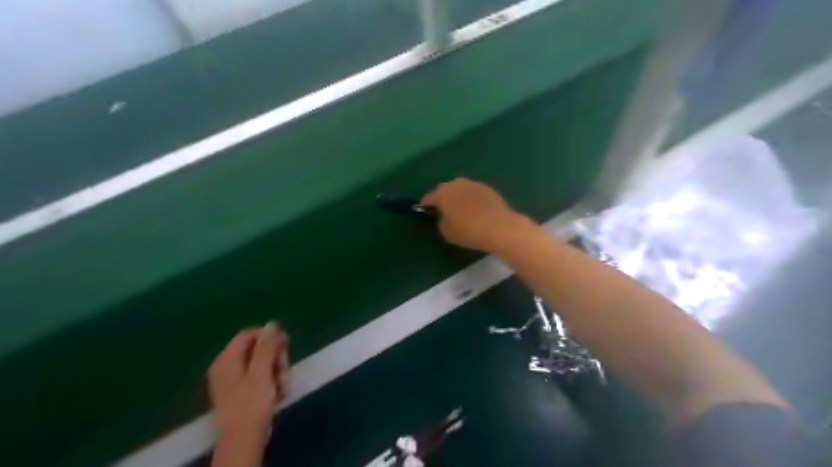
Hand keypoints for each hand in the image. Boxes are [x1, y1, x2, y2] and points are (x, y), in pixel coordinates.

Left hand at [209, 324, 290, 436]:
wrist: (244, 439)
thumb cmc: (252, 404)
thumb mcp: (262, 372)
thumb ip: (267, 346)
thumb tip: (272, 323)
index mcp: (227, 359)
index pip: (250, 334)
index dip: (270, 337)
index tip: (285, 346)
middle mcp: (227, 365)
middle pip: (257, 347)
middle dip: (275, 355)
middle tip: (284, 368)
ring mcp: (234, 378)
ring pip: (262, 361)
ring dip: (277, 369)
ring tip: (283, 383)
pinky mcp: (243, 390)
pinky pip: (261, 374)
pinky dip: (272, 379)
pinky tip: (279, 390)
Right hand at [421, 176, 528, 252]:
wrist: (499, 227)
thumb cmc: (468, 231)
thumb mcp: (446, 232)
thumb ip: (441, 221)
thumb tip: (444, 217)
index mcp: (442, 193)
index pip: (428, 198)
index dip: (425, 207)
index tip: (425, 214)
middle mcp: (456, 184)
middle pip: (444, 191)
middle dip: (442, 200)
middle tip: (444, 213)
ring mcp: (473, 184)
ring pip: (460, 190)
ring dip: (458, 198)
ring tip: (461, 211)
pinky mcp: (488, 188)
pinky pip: (473, 194)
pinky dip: (471, 200)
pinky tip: (475, 211)